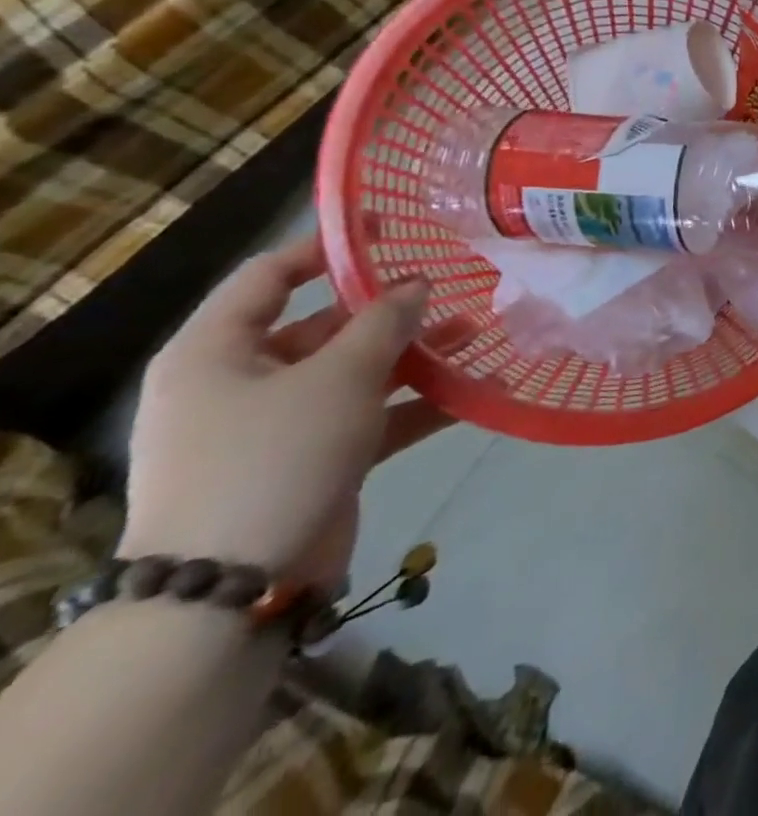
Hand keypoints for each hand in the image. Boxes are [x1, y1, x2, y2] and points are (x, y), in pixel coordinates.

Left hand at [119, 235, 453, 591]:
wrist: (230, 591)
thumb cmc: (274, 457)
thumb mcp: (338, 376)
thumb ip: (384, 322)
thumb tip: (417, 284)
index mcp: (216, 352)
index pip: (269, 276)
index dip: (328, 247)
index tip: (390, 230)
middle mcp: (240, 382)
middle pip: (322, 325)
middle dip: (391, 310)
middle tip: (452, 290)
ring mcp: (275, 426)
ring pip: (354, 372)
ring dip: (414, 356)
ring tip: (477, 335)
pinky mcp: (309, 461)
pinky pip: (368, 417)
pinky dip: (414, 405)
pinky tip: (474, 393)